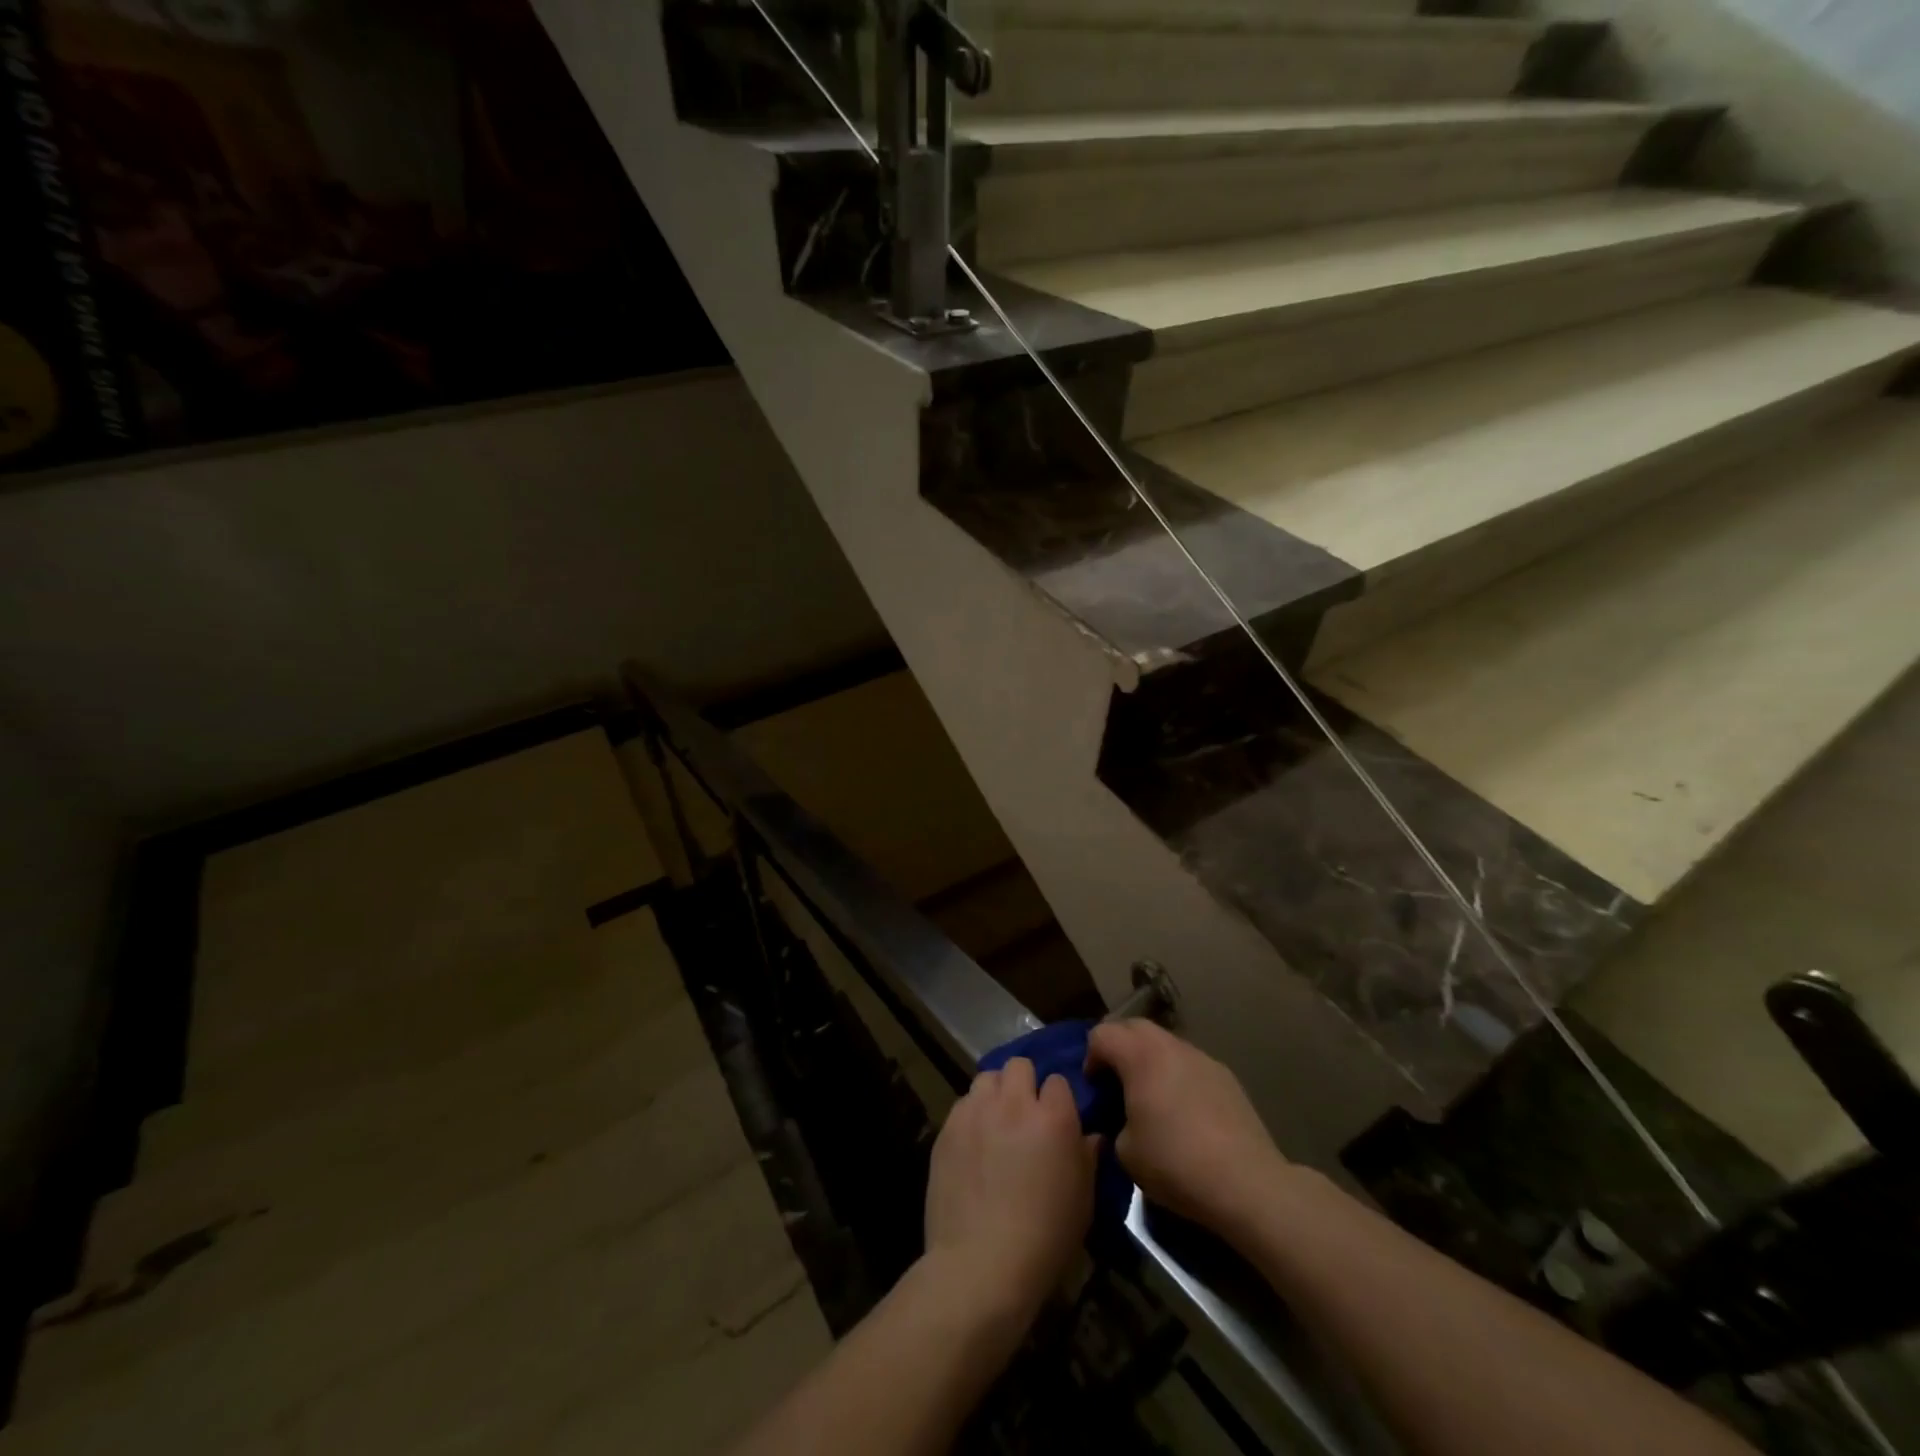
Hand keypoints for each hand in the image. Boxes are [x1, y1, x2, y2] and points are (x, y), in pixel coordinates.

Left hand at [923, 1058, 1095, 1319]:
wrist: (980, 1265)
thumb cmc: (1044, 1240)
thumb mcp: (1082, 1202)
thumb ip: (1087, 1158)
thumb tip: (1091, 1136)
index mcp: (1053, 1117)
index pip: (1058, 1081)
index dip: (1058, 1100)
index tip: (1057, 1121)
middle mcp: (1014, 1103)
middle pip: (1019, 1065)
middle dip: (1024, 1084)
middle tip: (1025, 1115)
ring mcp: (976, 1112)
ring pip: (987, 1077)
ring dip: (995, 1094)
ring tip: (996, 1123)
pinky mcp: (948, 1127)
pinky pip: (963, 1104)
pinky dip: (971, 1115)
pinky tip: (973, 1144)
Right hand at [1086, 1019, 1287, 1237]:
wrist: (1247, 1183)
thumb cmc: (1176, 1163)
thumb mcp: (1125, 1151)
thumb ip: (1114, 1122)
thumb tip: (1123, 1119)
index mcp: (1140, 1055)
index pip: (1101, 1035)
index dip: (1090, 1058)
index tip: (1095, 1089)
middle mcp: (1171, 1045)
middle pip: (1133, 1027)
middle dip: (1119, 1049)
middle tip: (1116, 1084)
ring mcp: (1202, 1058)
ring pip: (1165, 1043)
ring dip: (1150, 1060)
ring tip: (1151, 1097)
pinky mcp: (1226, 1076)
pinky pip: (1189, 1064)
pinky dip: (1177, 1075)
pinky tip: (1184, 1112)